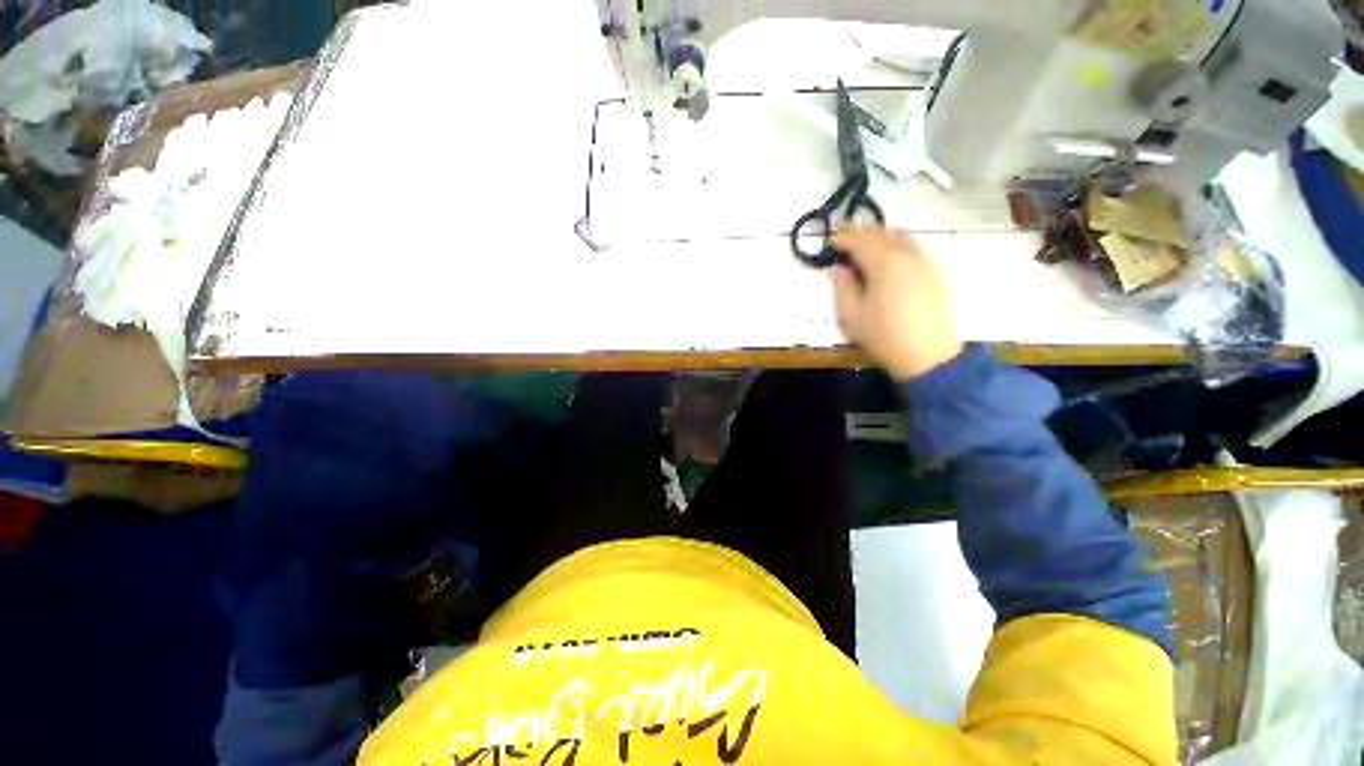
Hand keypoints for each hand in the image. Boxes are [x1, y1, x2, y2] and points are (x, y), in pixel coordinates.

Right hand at [829, 226, 962, 379]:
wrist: (930, 357)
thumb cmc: (884, 337)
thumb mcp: (852, 316)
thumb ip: (842, 287)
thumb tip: (836, 269)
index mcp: (885, 264)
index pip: (860, 240)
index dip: (843, 237)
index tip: (830, 240)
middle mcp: (908, 256)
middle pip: (882, 233)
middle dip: (861, 232)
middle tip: (845, 237)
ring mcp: (926, 263)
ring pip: (901, 237)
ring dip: (881, 236)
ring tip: (866, 245)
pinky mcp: (936, 274)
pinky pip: (914, 248)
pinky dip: (897, 245)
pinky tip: (889, 259)